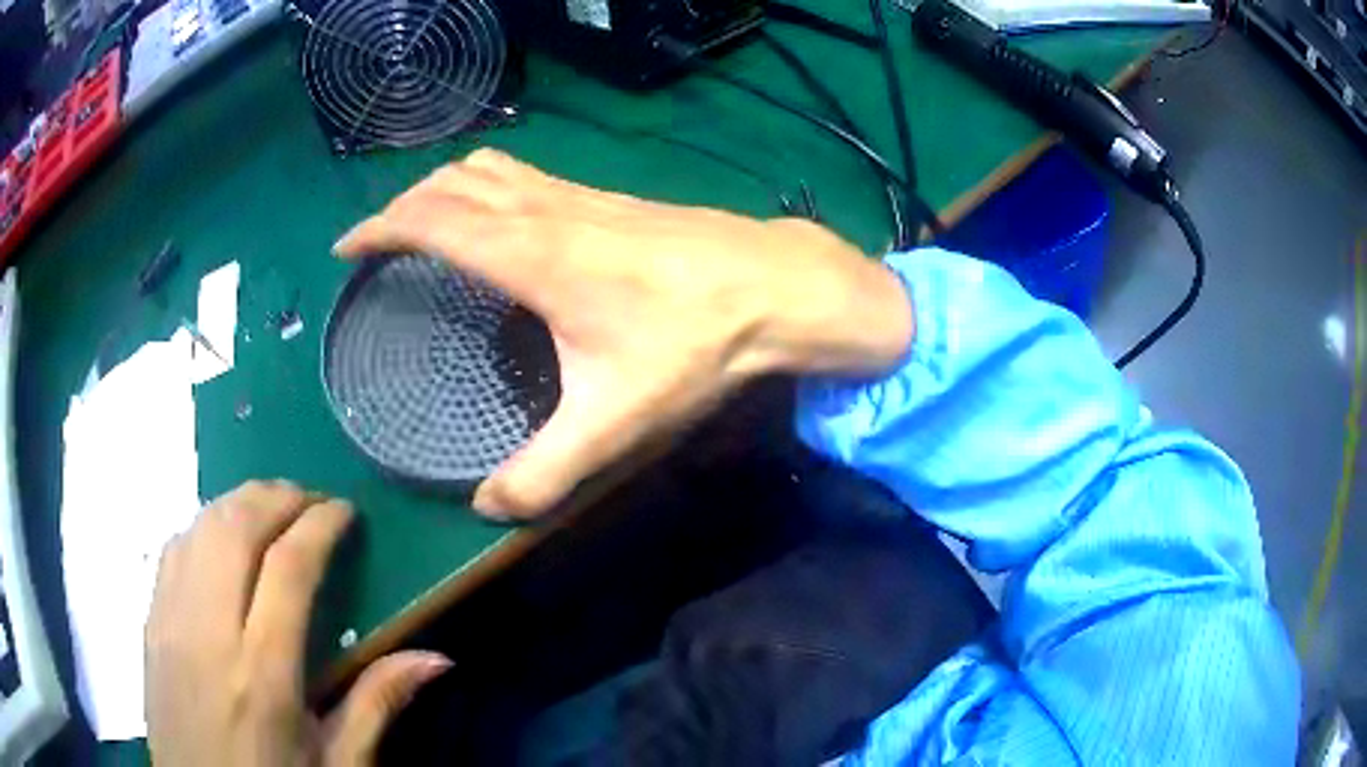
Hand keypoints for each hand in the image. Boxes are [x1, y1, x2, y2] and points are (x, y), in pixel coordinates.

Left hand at [146, 481, 450, 765]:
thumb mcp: (337, 766)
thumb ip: (377, 706)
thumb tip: (436, 657)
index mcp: (262, 675)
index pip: (288, 567)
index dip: (319, 525)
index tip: (344, 512)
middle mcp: (208, 632)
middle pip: (235, 526)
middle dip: (277, 497)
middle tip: (311, 500)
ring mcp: (170, 621)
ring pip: (199, 526)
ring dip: (239, 504)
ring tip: (271, 511)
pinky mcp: (150, 623)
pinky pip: (174, 548)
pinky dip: (204, 527)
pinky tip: (222, 543)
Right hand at [335, 149, 912, 519]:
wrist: (775, 286)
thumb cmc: (694, 344)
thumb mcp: (614, 421)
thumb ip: (545, 473)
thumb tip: (489, 509)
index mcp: (530, 254)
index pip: (430, 221)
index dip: (378, 228)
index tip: (346, 248)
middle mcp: (545, 210)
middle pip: (452, 183)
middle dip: (403, 204)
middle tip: (379, 243)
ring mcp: (579, 196)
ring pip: (491, 170)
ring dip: (445, 189)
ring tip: (424, 224)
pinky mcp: (607, 197)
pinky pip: (526, 177)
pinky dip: (488, 188)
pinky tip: (499, 222)